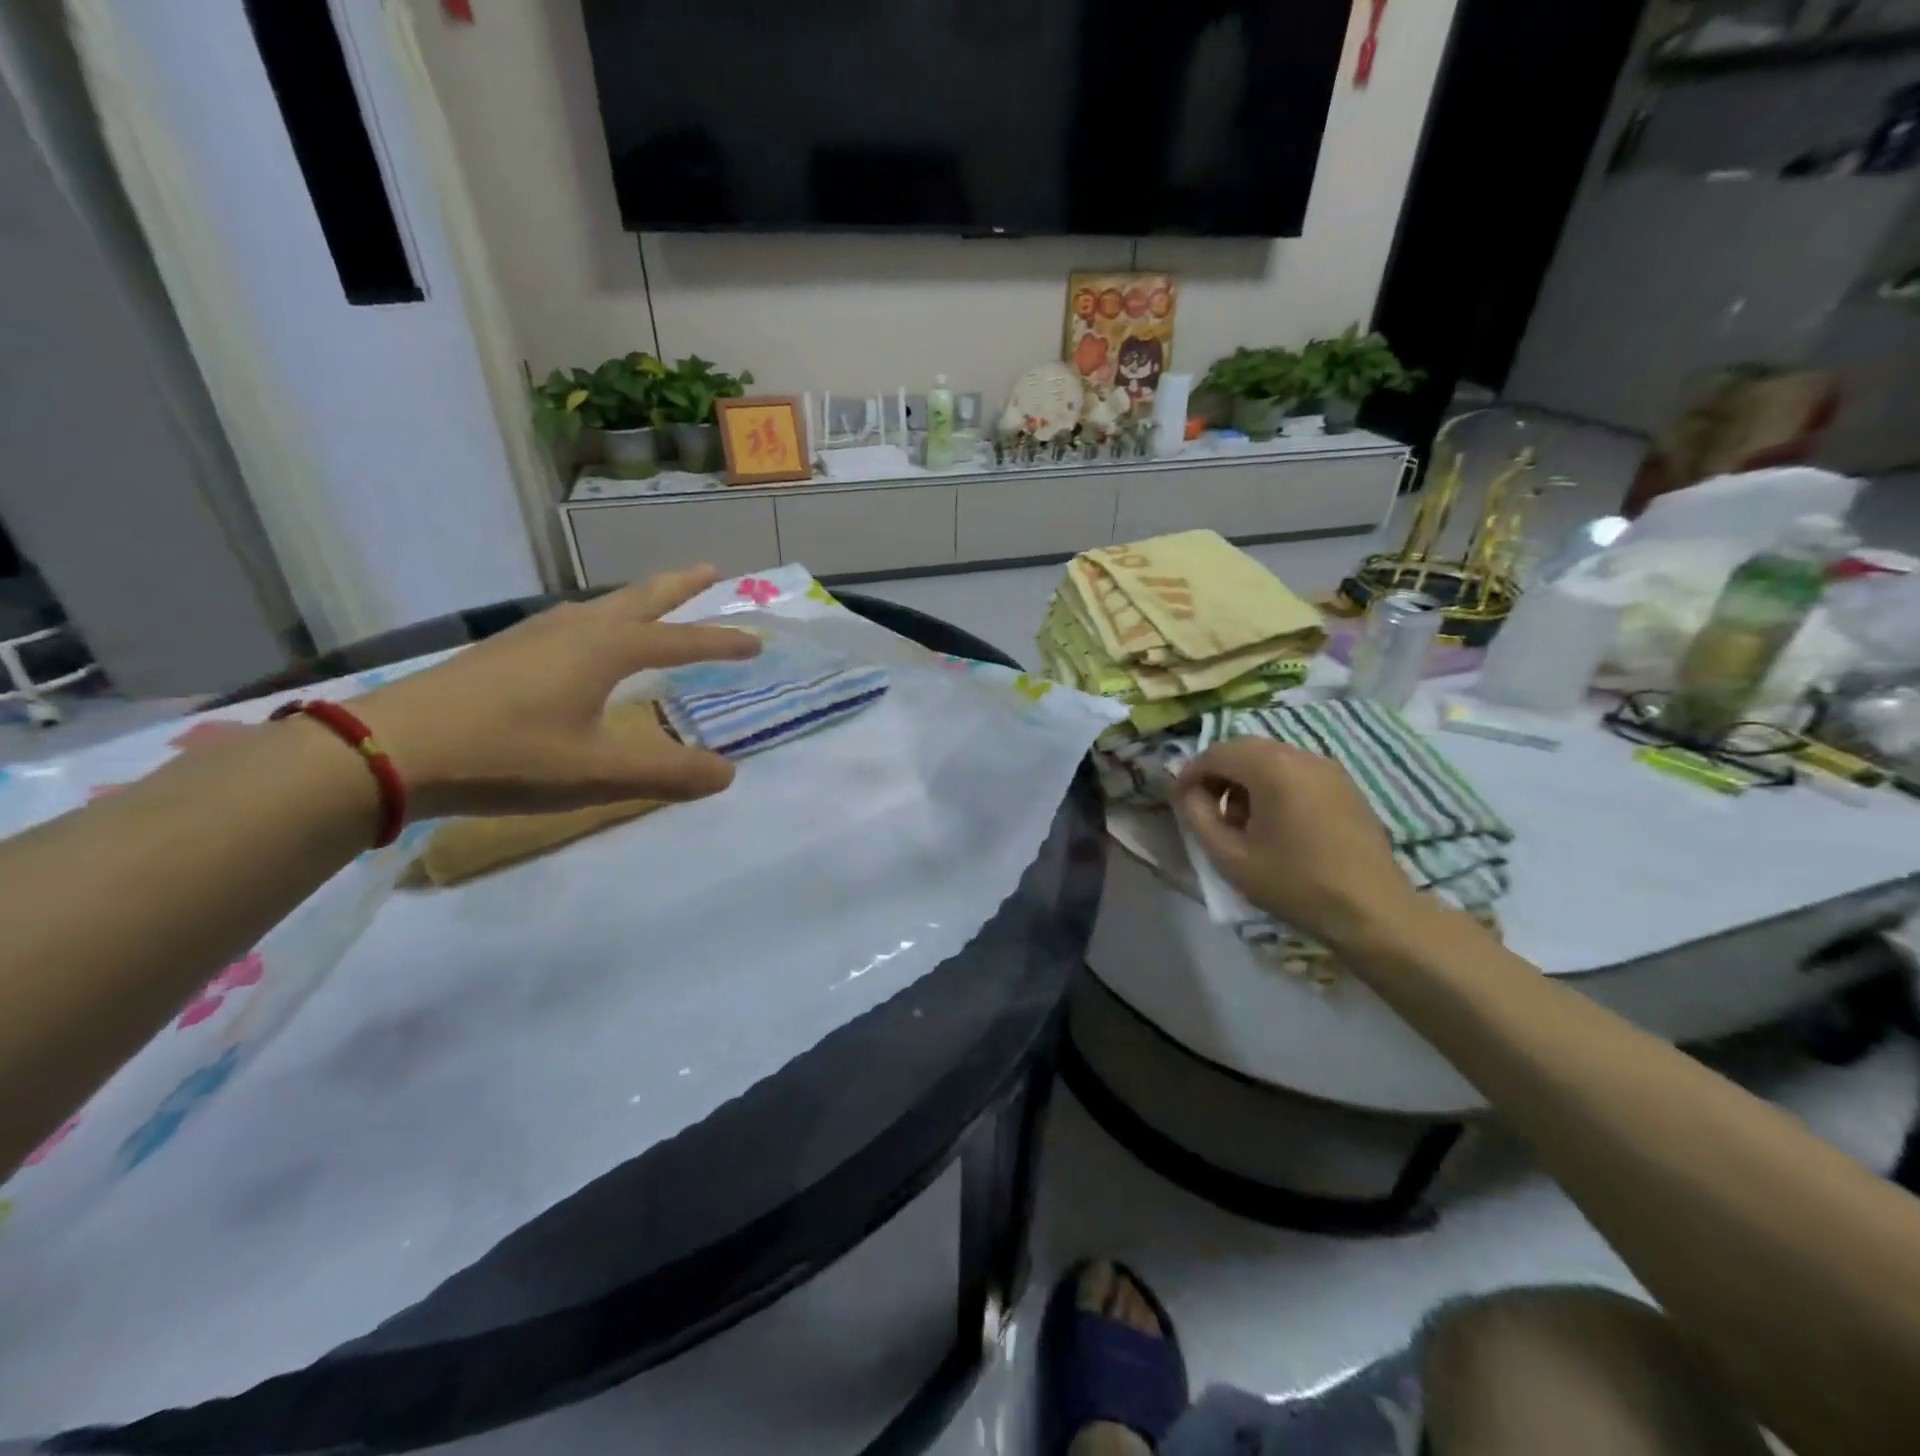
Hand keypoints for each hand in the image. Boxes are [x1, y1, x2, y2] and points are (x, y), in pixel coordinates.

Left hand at [349, 567, 759, 819]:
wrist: (390, 749)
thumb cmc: (507, 755)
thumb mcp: (599, 772)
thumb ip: (669, 773)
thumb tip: (728, 773)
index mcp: (606, 650)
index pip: (681, 642)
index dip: (722, 643)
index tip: (756, 642)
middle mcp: (576, 631)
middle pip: (640, 600)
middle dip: (680, 587)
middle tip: (711, 570)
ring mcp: (534, 636)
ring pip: (601, 607)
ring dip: (637, 600)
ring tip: (655, 602)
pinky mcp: (504, 652)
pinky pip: (571, 623)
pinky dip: (599, 619)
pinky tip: (583, 638)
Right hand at [1174, 738, 1427, 951]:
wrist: (1372, 911)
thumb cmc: (1295, 884)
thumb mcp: (1230, 857)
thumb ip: (1198, 816)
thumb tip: (1188, 793)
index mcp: (1271, 767)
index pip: (1216, 753)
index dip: (1190, 774)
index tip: (1178, 801)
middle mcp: (1300, 755)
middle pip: (1244, 749)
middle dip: (1218, 774)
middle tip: (1205, 809)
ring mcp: (1327, 768)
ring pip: (1271, 758)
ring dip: (1245, 779)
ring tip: (1240, 820)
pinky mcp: (1344, 785)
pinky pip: (1296, 771)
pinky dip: (1273, 785)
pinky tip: (1274, 823)